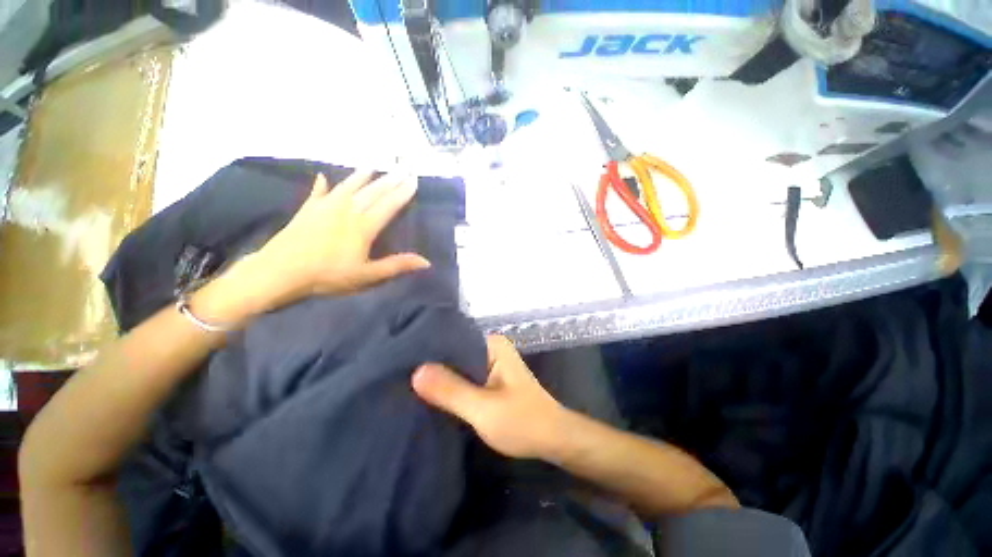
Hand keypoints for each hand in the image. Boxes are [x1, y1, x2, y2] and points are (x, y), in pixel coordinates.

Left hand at [192, 171, 429, 323]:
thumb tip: (426, 262)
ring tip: (373, 165)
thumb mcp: (367, 275)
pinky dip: (322, 185)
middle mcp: (347, 210)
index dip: (403, 193)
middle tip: (402, 169)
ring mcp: (326, 207)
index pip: (389, 205)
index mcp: (364, 226)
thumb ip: (397, 265)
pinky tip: (323, 176)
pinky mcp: (308, 209)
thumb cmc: (328, 275)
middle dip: (389, 180)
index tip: (414, 180)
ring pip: (349, 186)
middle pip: (372, 192)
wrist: (281, 271)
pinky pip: (318, 192)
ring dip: (362, 175)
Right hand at [412, 335, 565, 458]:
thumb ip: (451, 390)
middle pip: (454, 353)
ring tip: (407, 381)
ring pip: (458, 367)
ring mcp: (491, 364)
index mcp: (492, 344)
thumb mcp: (483, 409)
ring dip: (441, 377)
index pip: (453, 339)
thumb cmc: (523, 422)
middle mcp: (490, 348)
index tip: (402, 358)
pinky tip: (430, 394)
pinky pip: (465, 378)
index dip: (429, 350)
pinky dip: (451, 386)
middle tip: (399, 373)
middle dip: (432, 365)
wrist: (553, 440)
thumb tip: (415, 371)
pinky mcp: (489, 380)